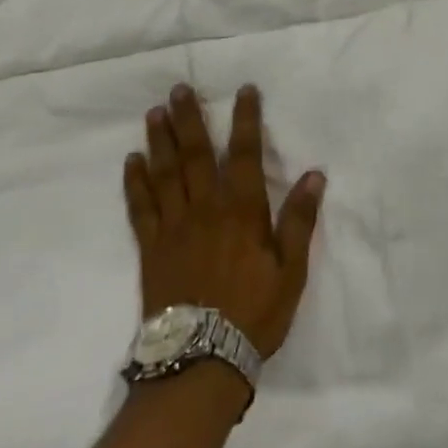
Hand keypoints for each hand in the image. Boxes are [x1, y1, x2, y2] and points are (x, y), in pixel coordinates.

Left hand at [124, 84, 324, 359]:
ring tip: (155, 112)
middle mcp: (204, 209)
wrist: (201, 359)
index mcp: (241, 211)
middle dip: (189, 119)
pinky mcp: (151, 248)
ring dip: (159, 140)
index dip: (245, 120)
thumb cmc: (254, 312)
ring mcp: (173, 227)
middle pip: (194, 155)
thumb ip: (300, 221)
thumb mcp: (291, 270)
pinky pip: (141, 207)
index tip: (244, 90)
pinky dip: (135, 182)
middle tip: (180, 88)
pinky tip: (132, 161)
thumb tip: (315, 175)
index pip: (243, 154)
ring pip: (164, 174)